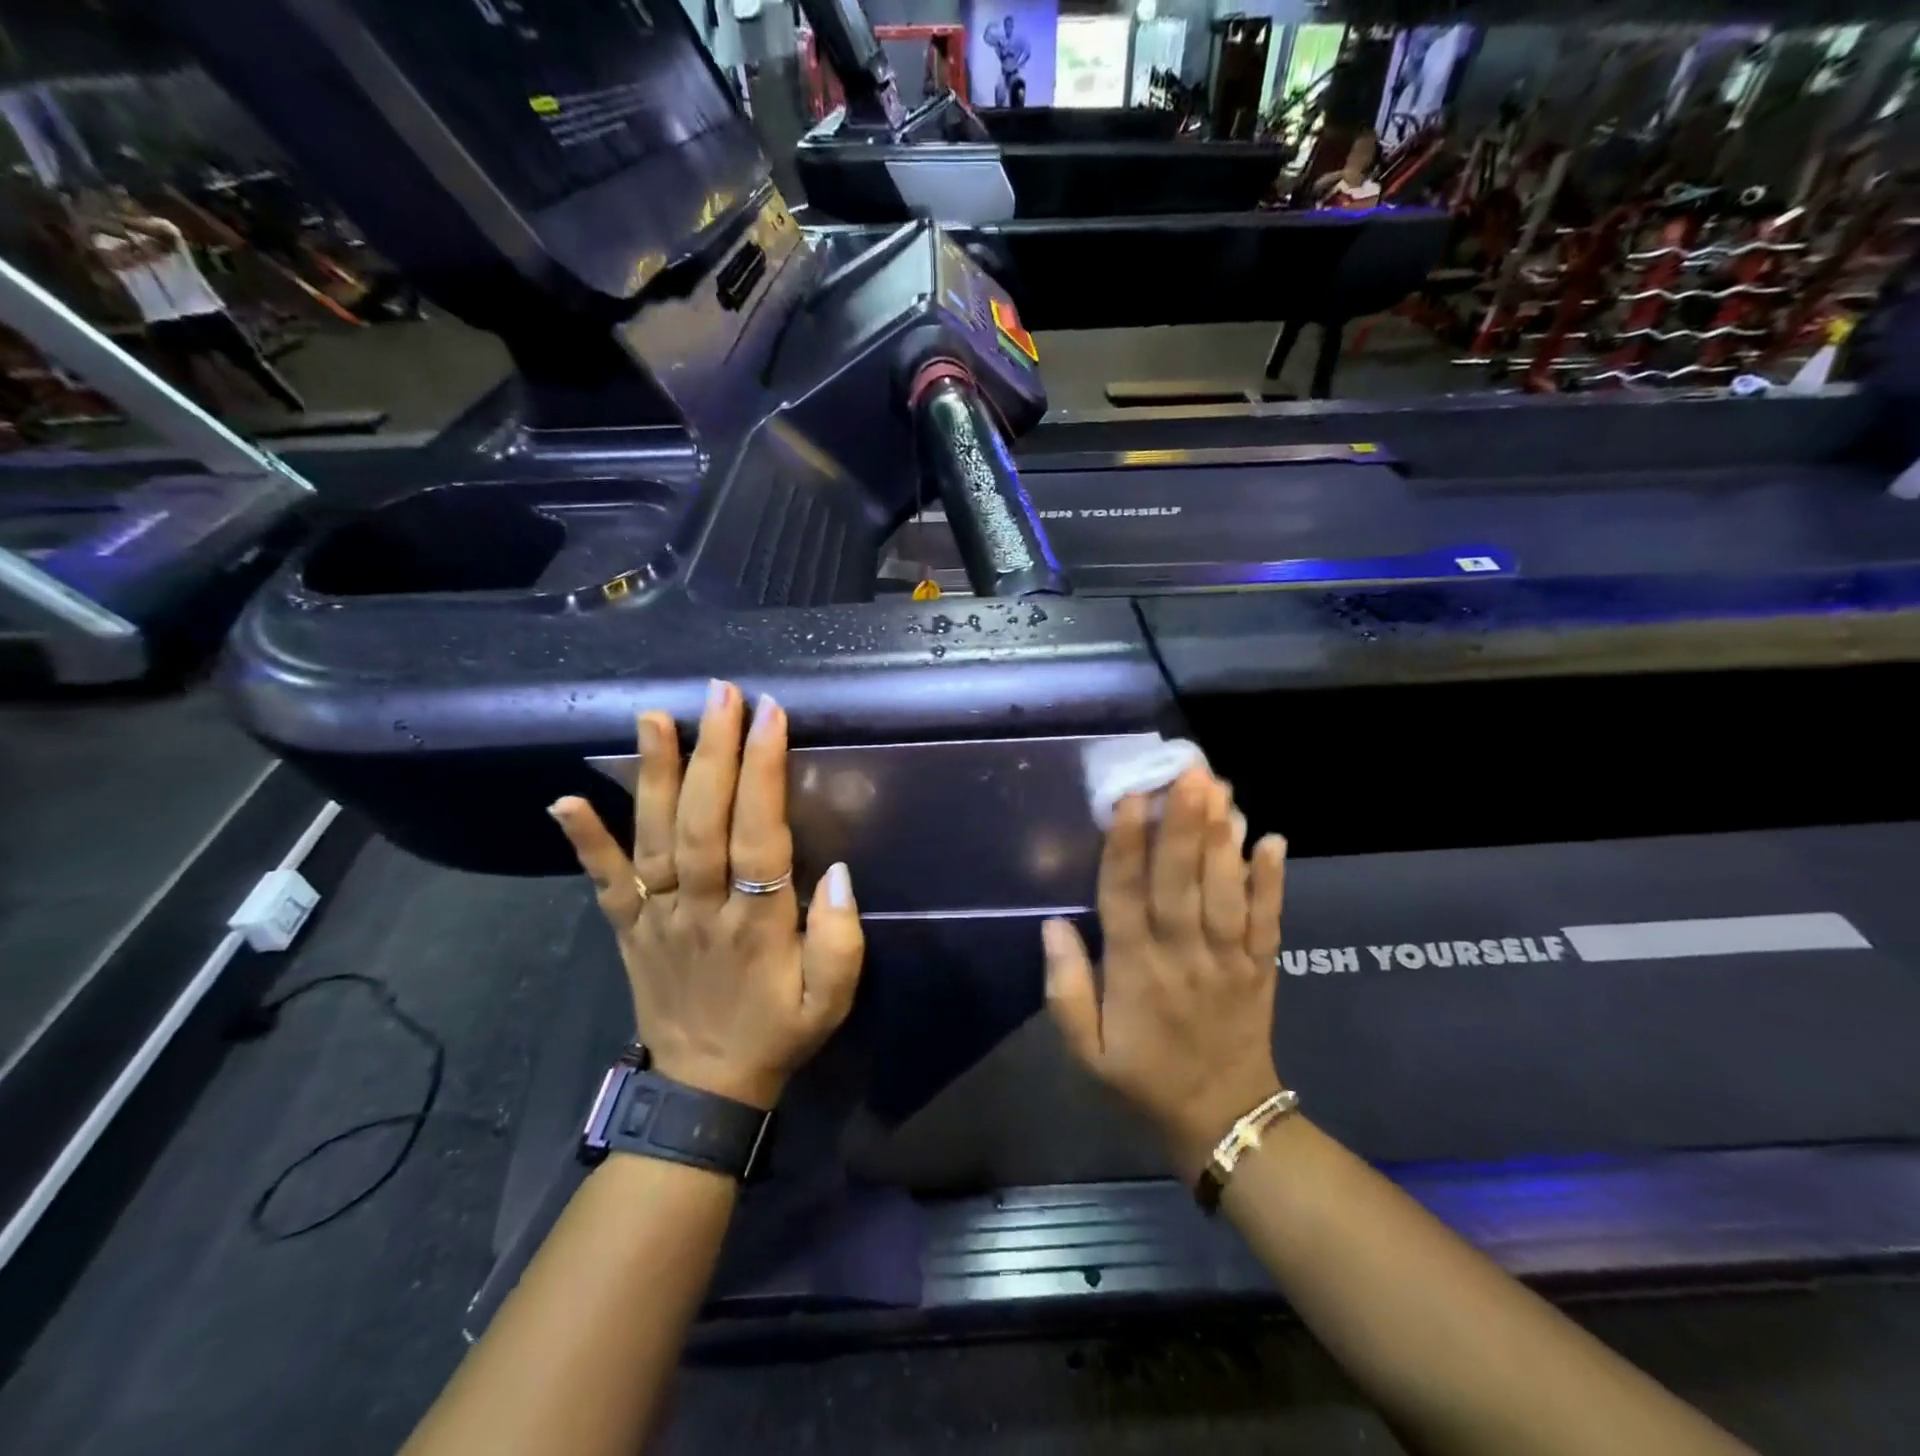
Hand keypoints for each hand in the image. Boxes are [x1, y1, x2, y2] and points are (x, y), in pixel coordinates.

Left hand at [549, 680, 864, 1109]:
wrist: (704, 1089)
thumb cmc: (777, 1033)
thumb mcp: (832, 1001)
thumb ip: (841, 940)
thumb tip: (836, 872)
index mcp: (757, 925)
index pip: (759, 835)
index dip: (763, 773)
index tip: (769, 716)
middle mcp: (701, 910)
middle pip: (703, 822)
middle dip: (714, 752)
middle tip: (721, 694)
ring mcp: (657, 917)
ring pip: (653, 839)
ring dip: (653, 775)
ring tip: (655, 716)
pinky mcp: (627, 928)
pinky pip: (603, 882)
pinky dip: (583, 842)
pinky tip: (564, 801)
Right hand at [1043, 767, 1287, 1177]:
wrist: (1223, 1122)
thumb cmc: (1143, 1078)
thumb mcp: (1086, 1050)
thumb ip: (1066, 988)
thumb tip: (1052, 924)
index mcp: (1134, 972)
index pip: (1125, 897)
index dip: (1125, 846)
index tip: (1129, 797)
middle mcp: (1182, 956)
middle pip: (1180, 882)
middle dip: (1183, 824)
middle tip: (1188, 771)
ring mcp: (1228, 960)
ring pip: (1224, 892)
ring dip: (1222, 838)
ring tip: (1221, 788)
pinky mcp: (1261, 967)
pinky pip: (1268, 920)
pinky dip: (1272, 880)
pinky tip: (1273, 839)